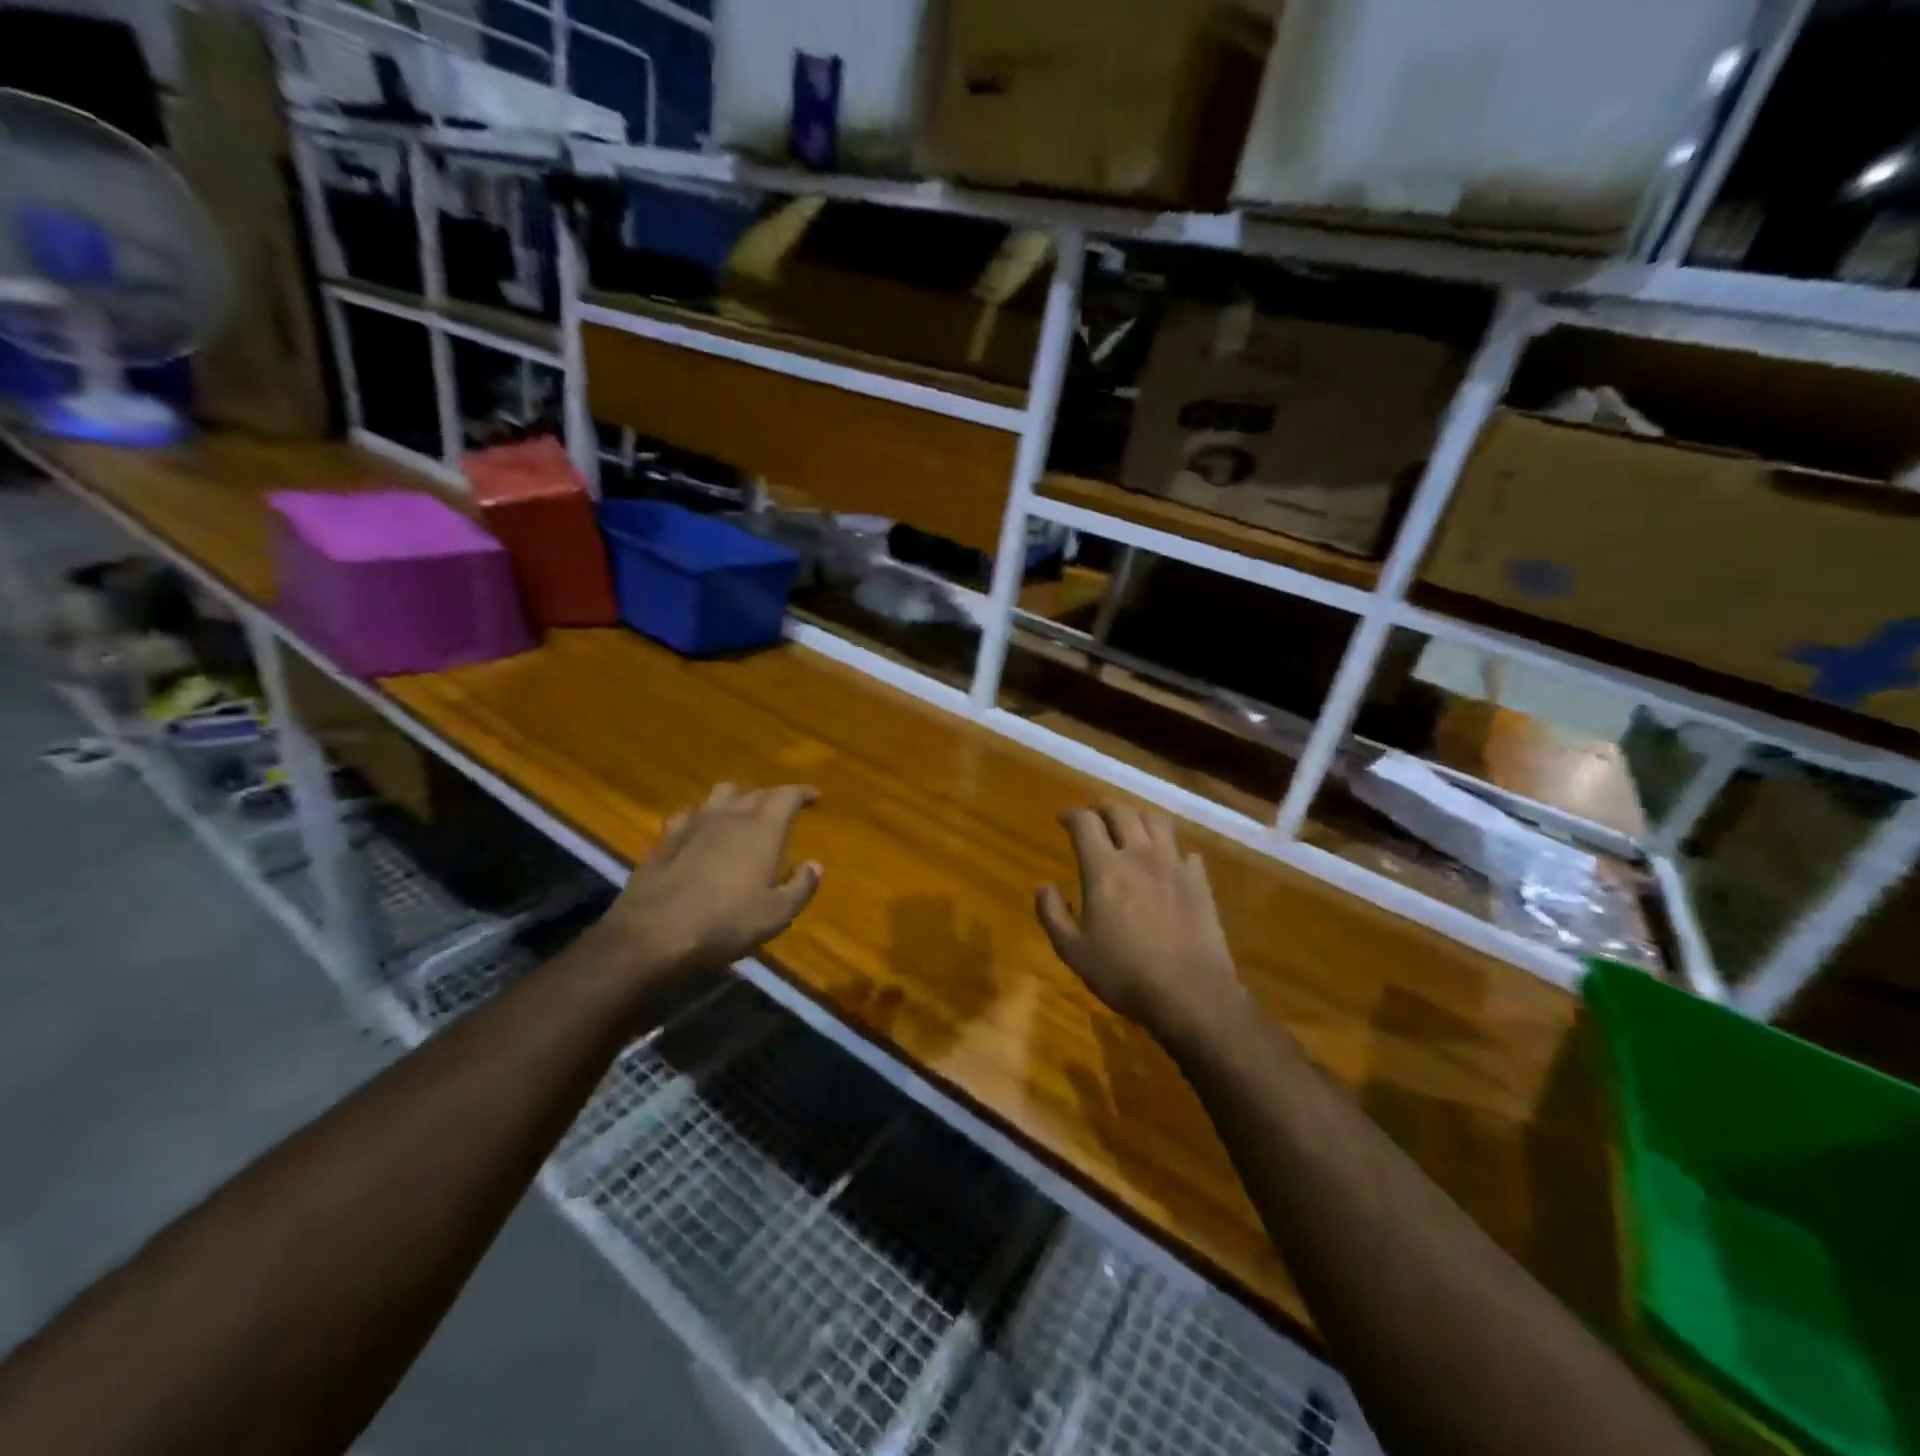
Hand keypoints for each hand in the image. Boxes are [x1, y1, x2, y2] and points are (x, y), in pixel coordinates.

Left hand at [595, 783, 822, 984]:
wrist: (653, 934)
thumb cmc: (725, 924)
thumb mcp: (776, 914)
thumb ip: (801, 886)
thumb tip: (815, 865)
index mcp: (762, 829)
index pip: (787, 796)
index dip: (802, 793)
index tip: (814, 796)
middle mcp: (729, 816)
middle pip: (754, 791)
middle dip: (772, 796)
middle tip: (782, 808)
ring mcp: (693, 823)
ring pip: (719, 794)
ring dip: (737, 797)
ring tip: (743, 809)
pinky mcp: (665, 838)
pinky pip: (688, 813)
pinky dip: (702, 814)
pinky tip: (700, 827)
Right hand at [1036, 805, 1248, 1047]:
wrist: (1190, 993)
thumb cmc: (1124, 973)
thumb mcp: (1074, 951)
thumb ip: (1052, 914)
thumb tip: (1043, 887)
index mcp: (1104, 868)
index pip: (1085, 823)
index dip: (1071, 814)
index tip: (1062, 817)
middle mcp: (1139, 855)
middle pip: (1121, 812)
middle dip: (1103, 808)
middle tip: (1094, 816)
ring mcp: (1174, 865)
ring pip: (1157, 821)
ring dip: (1139, 818)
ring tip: (1131, 829)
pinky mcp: (1199, 882)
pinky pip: (1186, 851)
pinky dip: (1172, 849)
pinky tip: (1168, 862)